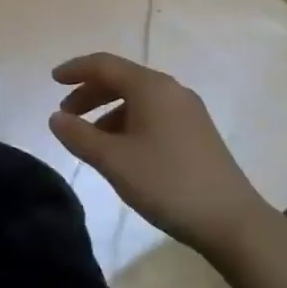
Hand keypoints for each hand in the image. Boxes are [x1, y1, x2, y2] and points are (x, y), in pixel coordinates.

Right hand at [49, 52, 273, 257]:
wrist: (234, 223)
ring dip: (108, 111)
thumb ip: (79, 136)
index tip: (52, 80)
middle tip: (66, 115)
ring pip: (137, 99)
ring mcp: (188, 112)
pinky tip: (121, 151)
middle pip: (121, 79)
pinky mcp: (197, 133)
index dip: (75, 70)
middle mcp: (171, 90)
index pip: (104, 65)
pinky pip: (153, 114)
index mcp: (151, 87)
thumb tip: (56, 118)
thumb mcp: (114, 161)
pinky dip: (128, 123)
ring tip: (90, 139)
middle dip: (90, 93)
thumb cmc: (168, 183)